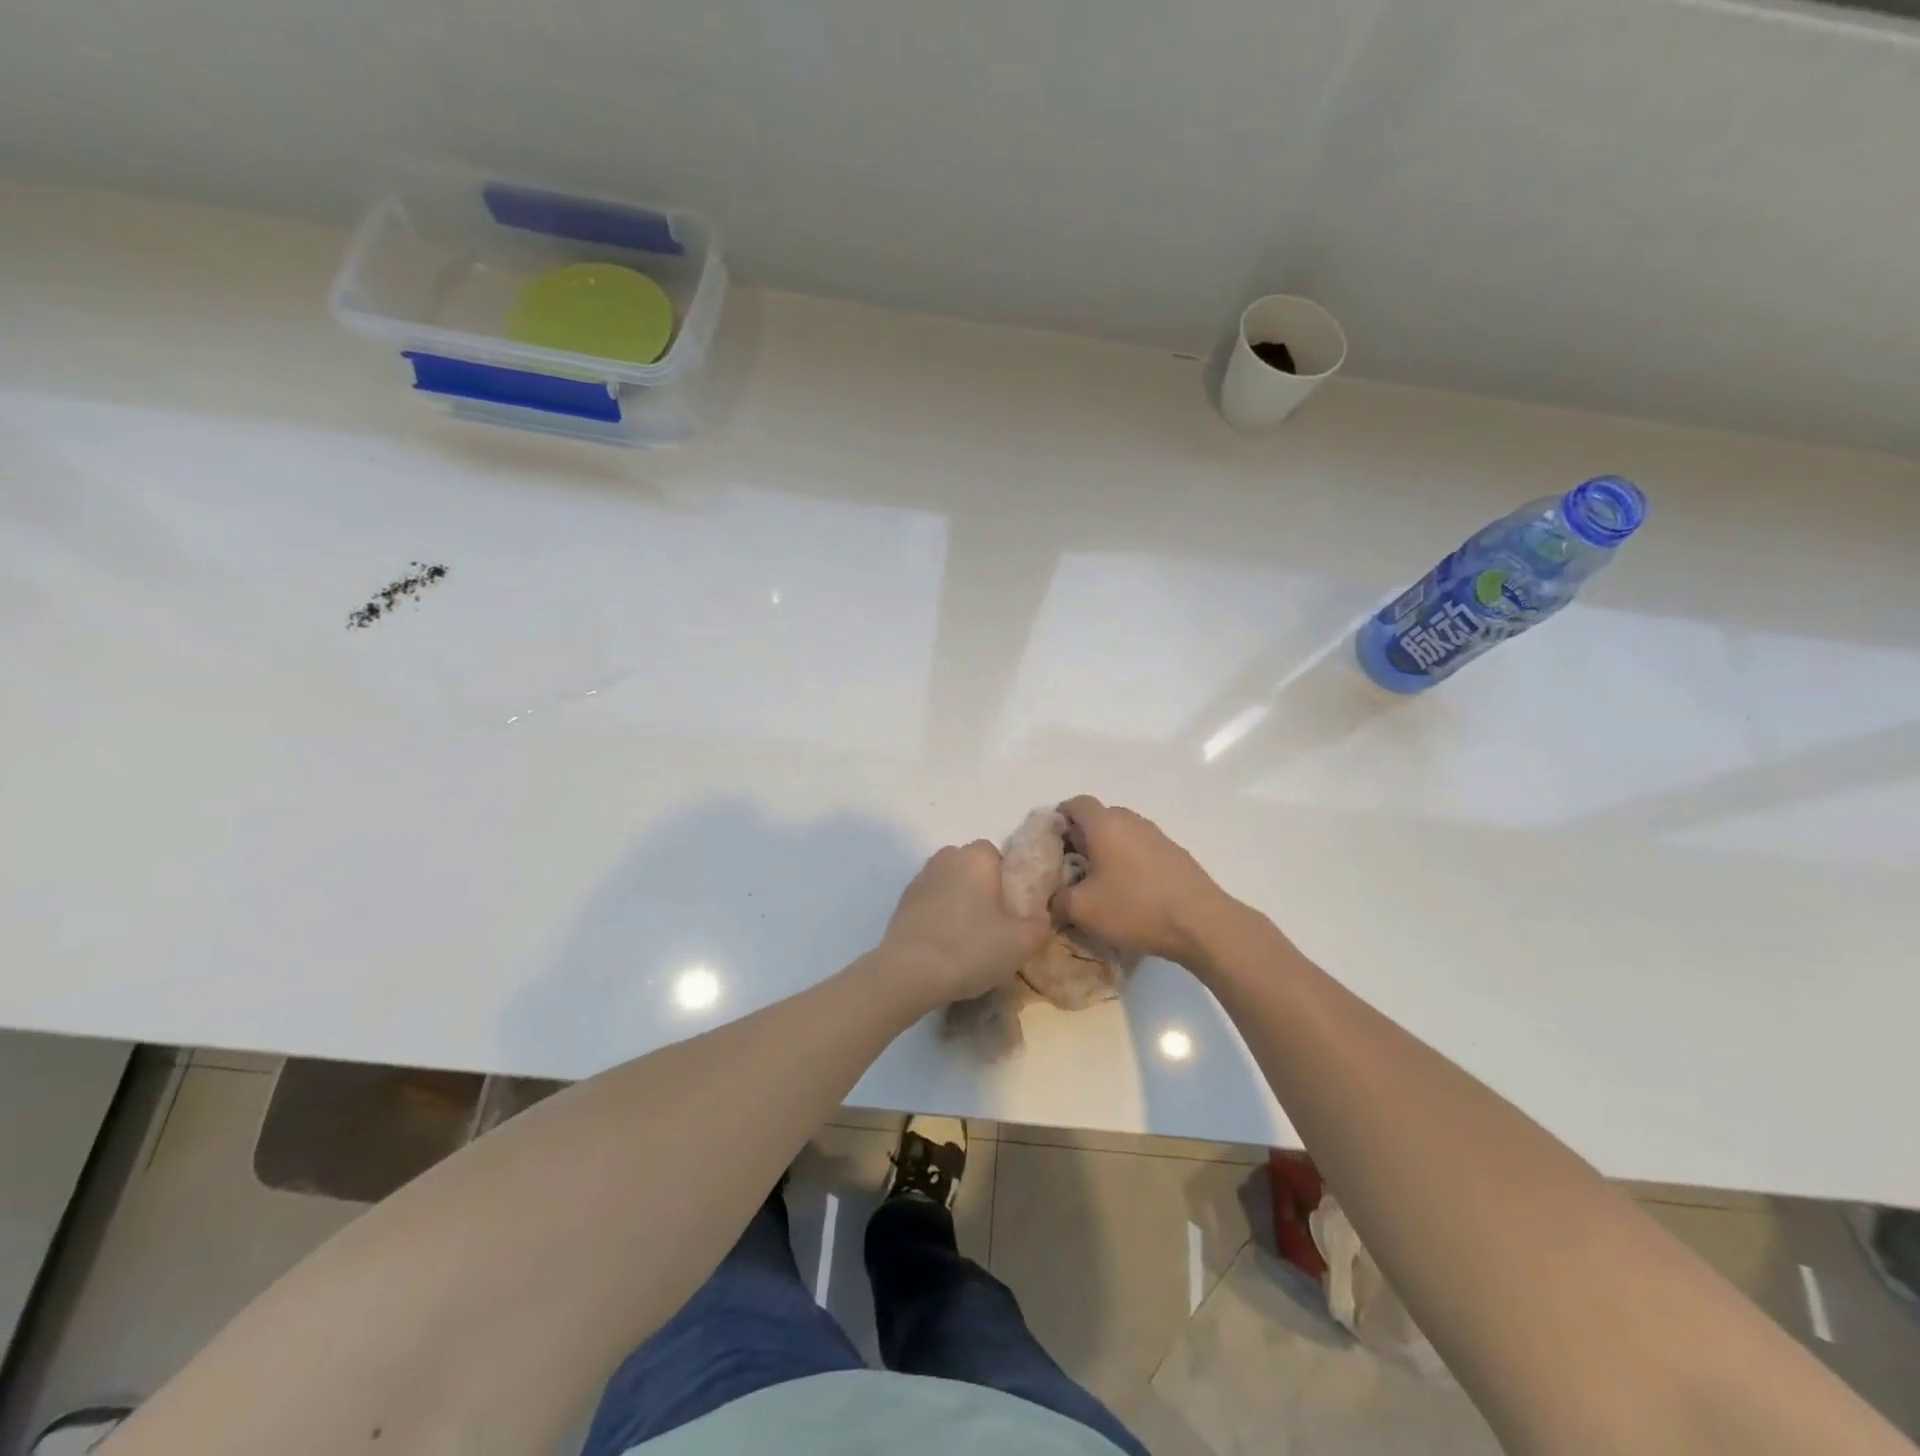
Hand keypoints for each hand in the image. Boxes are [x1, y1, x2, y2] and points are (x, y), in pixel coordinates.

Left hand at [878, 841, 1052, 1007]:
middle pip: (972, 867)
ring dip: (959, 902)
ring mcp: (920, 879)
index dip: (1008, 880)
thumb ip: (1041, 926)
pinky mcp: (902, 902)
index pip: (998, 855)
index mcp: (975, 857)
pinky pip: (931, 902)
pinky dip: (939, 916)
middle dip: (983, 888)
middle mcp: (945, 858)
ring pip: (950, 884)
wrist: (908, 973)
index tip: (1013, 910)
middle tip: (994, 924)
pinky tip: (944, 944)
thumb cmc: (970, 949)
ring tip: (968, 938)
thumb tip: (1041, 919)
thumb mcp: (1021, 944)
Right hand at [1055, 796, 1233, 964]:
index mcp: (1105, 824)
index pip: (1075, 804)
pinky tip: (1128, 893)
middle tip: (1070, 867)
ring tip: (1099, 883)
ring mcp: (1157, 836)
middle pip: (1099, 818)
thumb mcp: (1083, 910)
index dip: (1058, 819)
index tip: (1049, 844)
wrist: (1202, 923)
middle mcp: (1131, 821)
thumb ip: (1058, 901)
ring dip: (1106, 851)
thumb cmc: (1135, 907)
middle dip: (1081, 838)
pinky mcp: (1175, 855)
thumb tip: (1052, 901)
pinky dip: (1128, 862)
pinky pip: (1141, 849)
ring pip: (1122, 834)